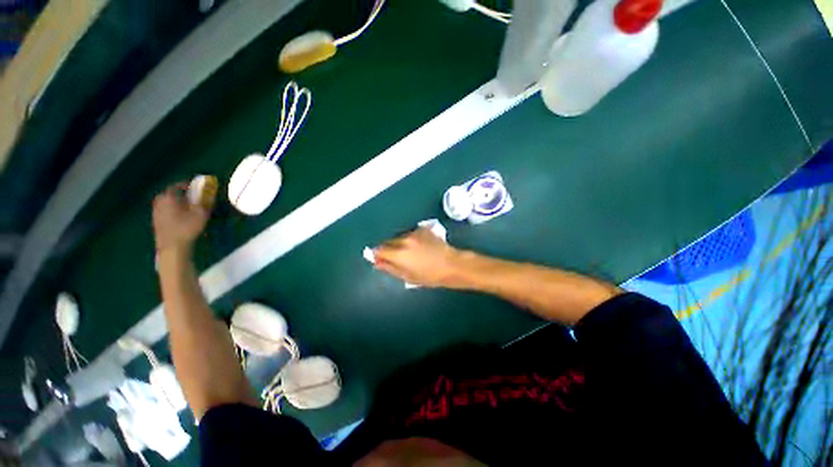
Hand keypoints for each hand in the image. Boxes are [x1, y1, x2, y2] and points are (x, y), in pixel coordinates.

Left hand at [152, 182, 212, 253]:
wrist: (172, 246)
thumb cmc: (186, 228)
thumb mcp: (200, 214)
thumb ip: (204, 202)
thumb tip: (208, 194)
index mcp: (168, 197)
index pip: (177, 186)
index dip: (187, 185)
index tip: (196, 186)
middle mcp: (159, 202)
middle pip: (170, 194)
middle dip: (181, 194)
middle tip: (192, 197)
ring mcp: (156, 212)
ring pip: (167, 203)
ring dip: (177, 202)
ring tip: (188, 207)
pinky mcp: (156, 221)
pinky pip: (165, 210)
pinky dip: (173, 210)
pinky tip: (181, 216)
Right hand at [374, 228, 464, 287]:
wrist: (451, 265)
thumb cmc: (430, 276)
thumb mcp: (408, 276)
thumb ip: (390, 268)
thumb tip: (377, 262)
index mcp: (399, 253)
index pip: (379, 250)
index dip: (378, 255)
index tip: (380, 259)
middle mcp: (404, 240)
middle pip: (388, 242)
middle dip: (389, 249)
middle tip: (398, 259)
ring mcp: (414, 232)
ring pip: (399, 237)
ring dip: (400, 243)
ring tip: (411, 253)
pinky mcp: (422, 229)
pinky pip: (410, 234)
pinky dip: (411, 239)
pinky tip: (420, 247)